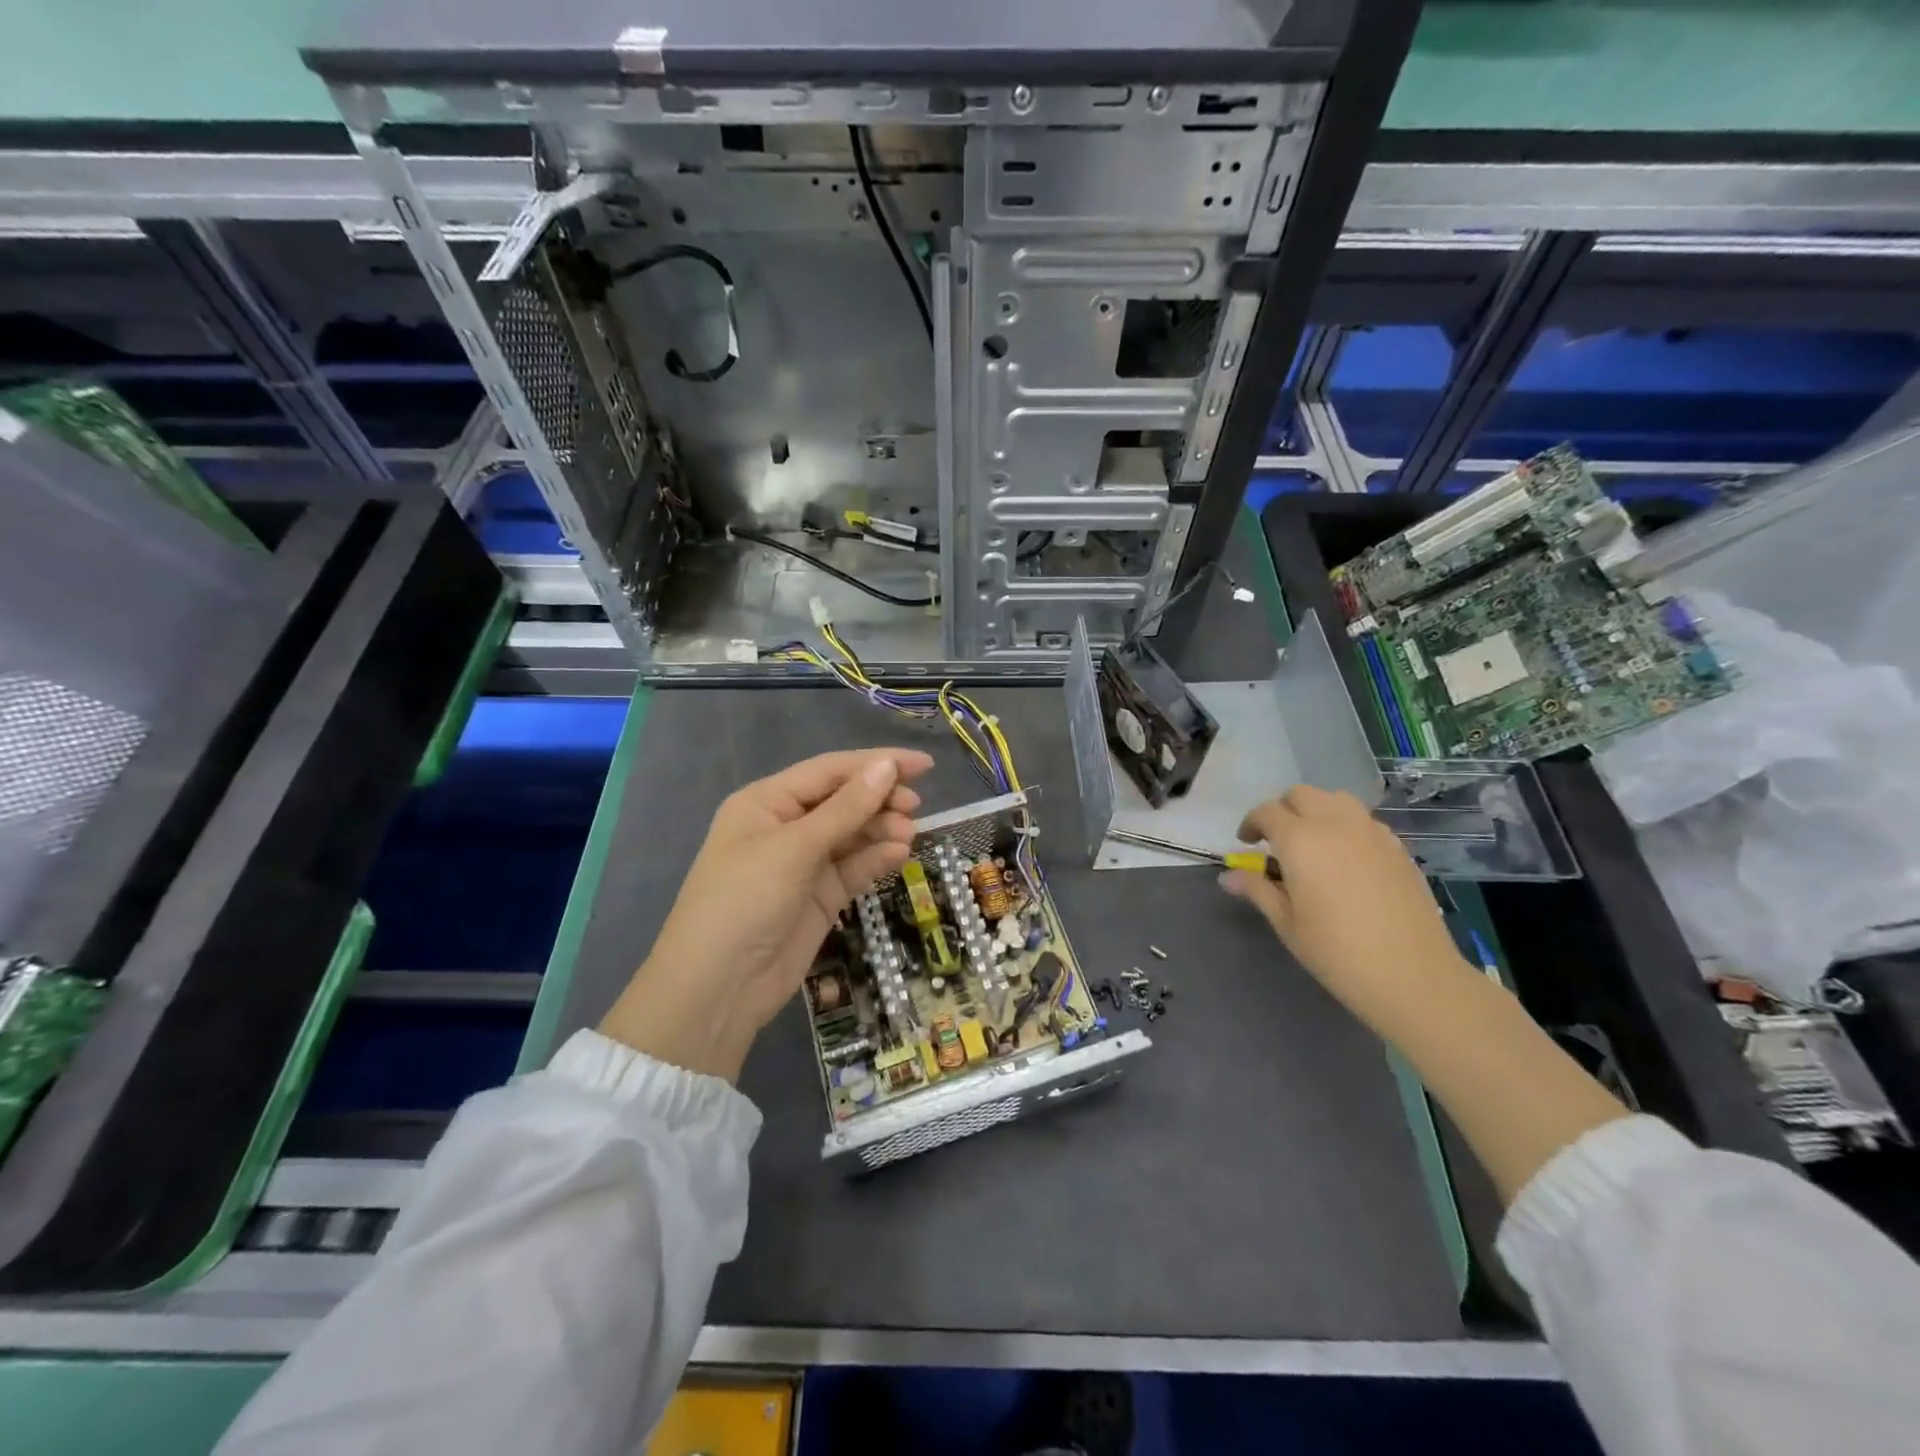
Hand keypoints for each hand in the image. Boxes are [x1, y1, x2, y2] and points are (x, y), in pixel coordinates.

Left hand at [600, 747, 934, 1080]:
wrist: (719, 987)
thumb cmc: (746, 899)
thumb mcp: (795, 847)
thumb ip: (846, 808)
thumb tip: (887, 766)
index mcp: (768, 802)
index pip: (830, 771)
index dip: (877, 763)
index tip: (924, 765)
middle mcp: (785, 826)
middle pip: (843, 800)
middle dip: (880, 799)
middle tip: (916, 806)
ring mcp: (803, 864)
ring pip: (852, 834)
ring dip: (881, 829)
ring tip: (908, 834)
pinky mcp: (819, 896)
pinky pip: (853, 868)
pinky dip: (876, 858)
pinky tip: (899, 854)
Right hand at [1219, 784, 1472, 1034]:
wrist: (1413, 975)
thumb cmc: (1337, 952)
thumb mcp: (1287, 923)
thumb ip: (1258, 890)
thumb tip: (1228, 876)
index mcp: (1300, 840)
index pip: (1267, 812)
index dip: (1251, 824)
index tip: (1246, 844)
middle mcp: (1334, 824)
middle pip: (1301, 794)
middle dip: (1282, 810)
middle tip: (1276, 841)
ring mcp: (1371, 832)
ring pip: (1336, 799)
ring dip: (1316, 810)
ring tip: (1312, 841)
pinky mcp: (1397, 846)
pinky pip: (1364, 820)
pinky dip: (1346, 825)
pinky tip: (1346, 858)